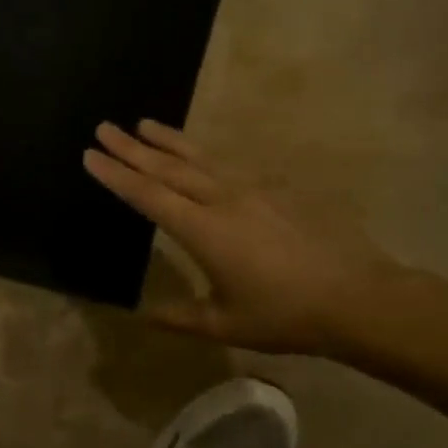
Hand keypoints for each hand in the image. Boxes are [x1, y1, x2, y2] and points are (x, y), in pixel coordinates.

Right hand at [83, 120, 401, 353]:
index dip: (116, 175)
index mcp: (204, 231)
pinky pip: (229, 165)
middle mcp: (223, 200)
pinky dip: (203, 155)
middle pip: (168, 168)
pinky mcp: (277, 190)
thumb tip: (144, 314)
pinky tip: (200, 154)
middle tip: (104, 128)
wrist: (357, 297)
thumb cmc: (286, 315)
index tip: (90, 155)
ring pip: (200, 158)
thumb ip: (181, 316)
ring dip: (168, 141)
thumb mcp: (226, 323)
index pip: (148, 196)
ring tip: (144, 124)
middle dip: (132, 148)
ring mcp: (253, 190)